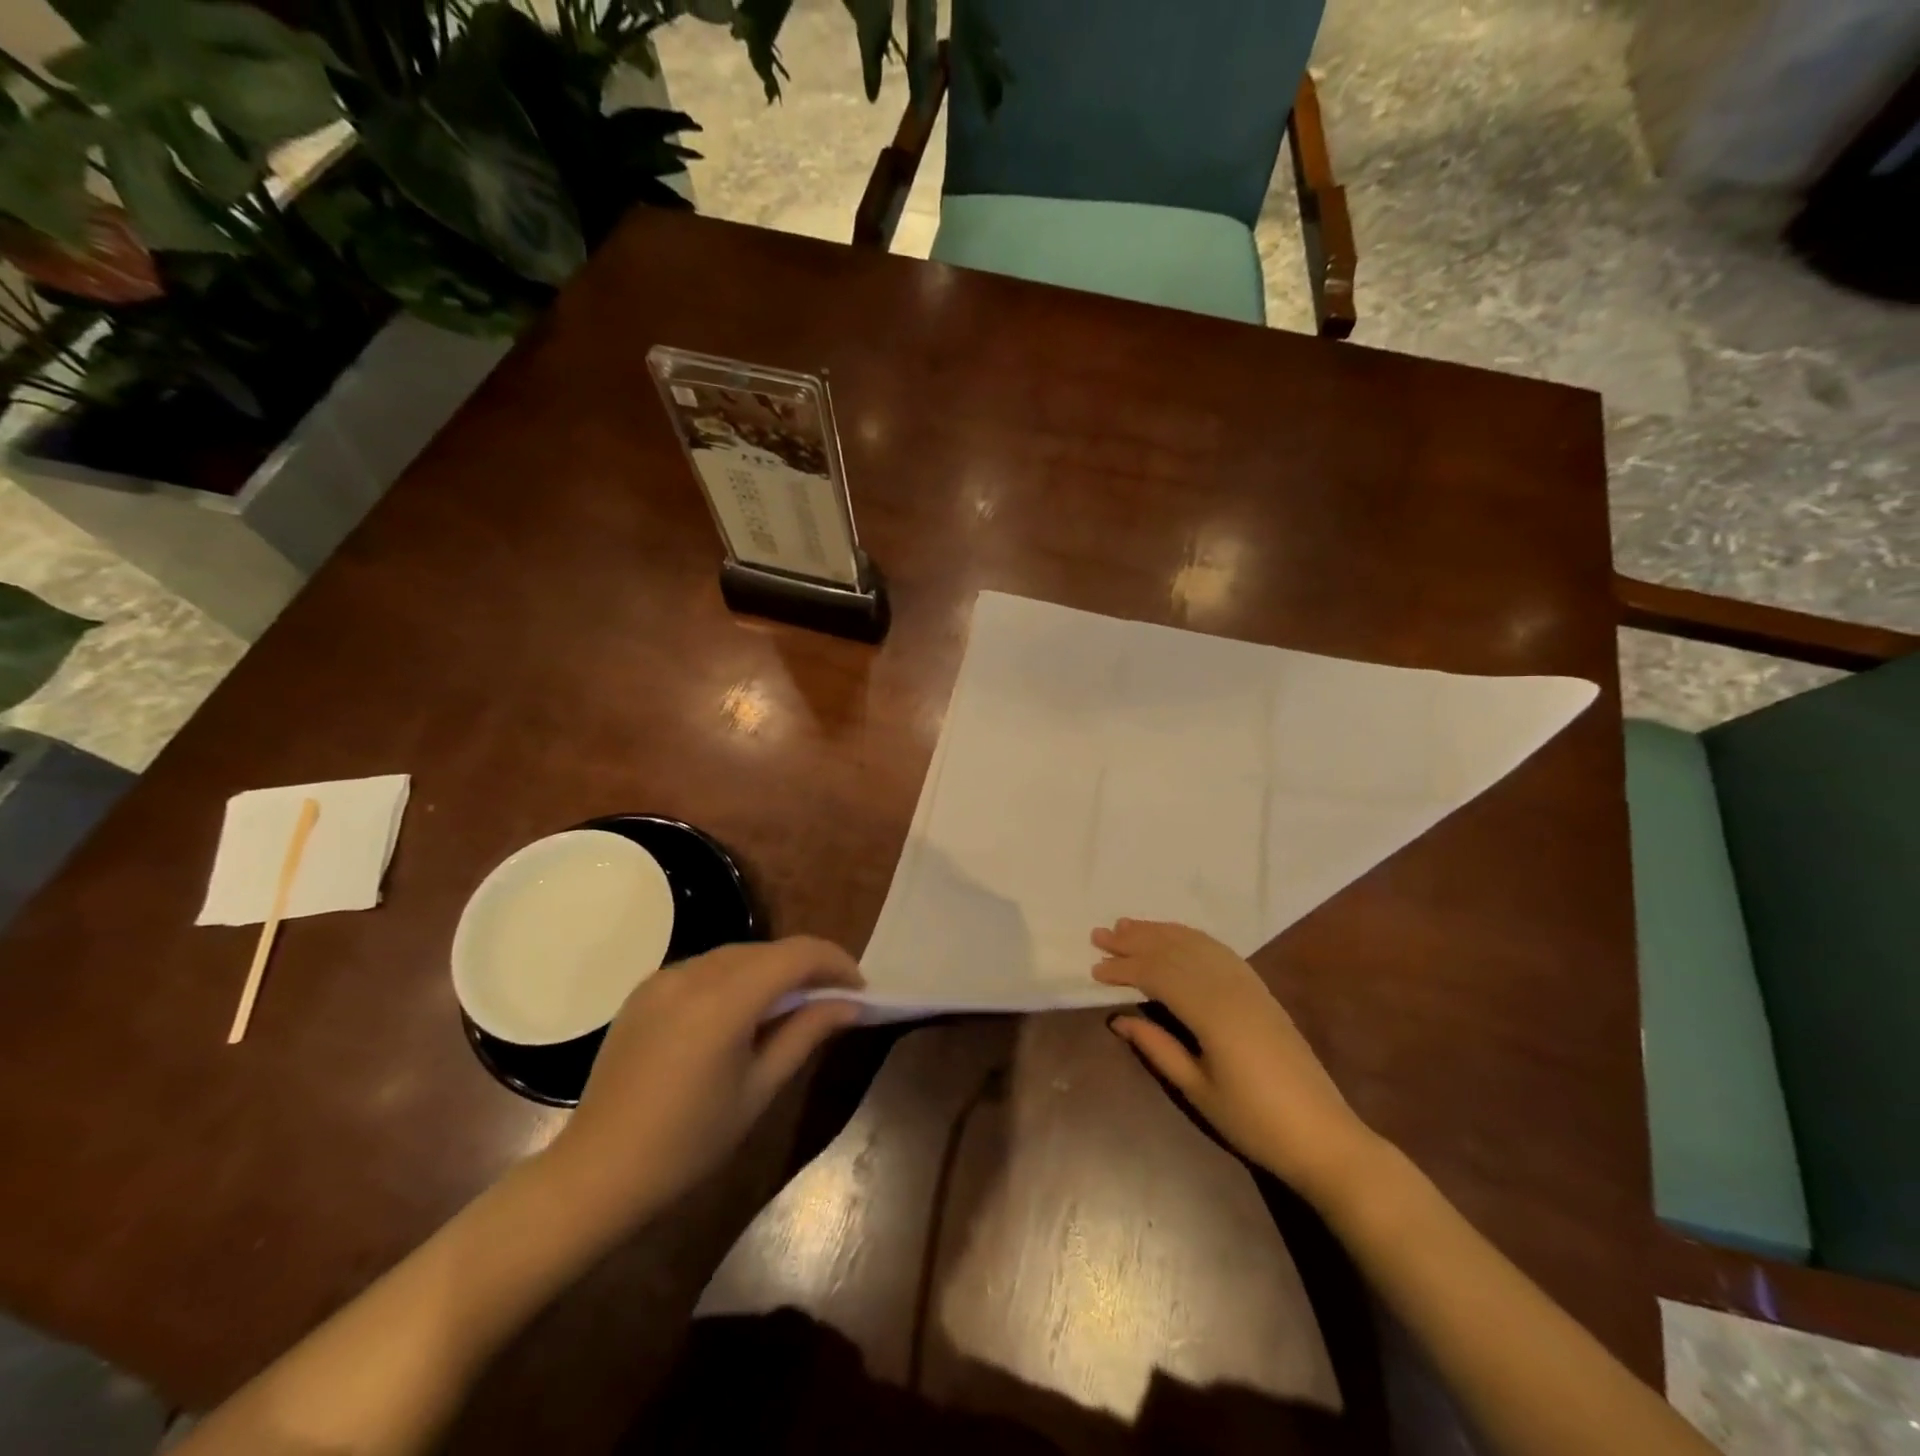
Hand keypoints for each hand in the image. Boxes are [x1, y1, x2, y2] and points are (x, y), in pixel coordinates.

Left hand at [541, 937, 862, 1230]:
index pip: (796, 955)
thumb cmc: (688, 1143)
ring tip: (790, 1005)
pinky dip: (736, 977)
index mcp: (724, 1000)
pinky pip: (706, 967)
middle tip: (832, 1000)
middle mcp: (693, 973)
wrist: (597, 1172)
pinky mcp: (646, 989)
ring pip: (737, 954)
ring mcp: (664, 977)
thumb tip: (849, 1004)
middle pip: (768, 950)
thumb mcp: (758, 1090)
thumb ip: (805, 1034)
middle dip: (806, 967)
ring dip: (771, 970)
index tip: (859, 989)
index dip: (835, 963)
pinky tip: (741, 1011)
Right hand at [1092, 919, 1379, 1203]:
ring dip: (1161, 932)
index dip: (1125, 968)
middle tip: (1100, 934)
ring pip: (1197, 945)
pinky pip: (1219, 951)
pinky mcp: (1260, 991)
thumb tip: (1119, 1018)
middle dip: (1136, 941)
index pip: (1158, 975)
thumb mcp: (1198, 1090)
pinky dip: (1190, 938)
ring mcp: (1249, 985)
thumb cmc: (1255, 1122)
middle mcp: (1230, 987)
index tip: (1094, 968)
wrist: (1324, 1136)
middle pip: (1175, 952)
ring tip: (1128, 925)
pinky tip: (1175, 937)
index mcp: (1212, 1013)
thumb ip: (1157, 1048)